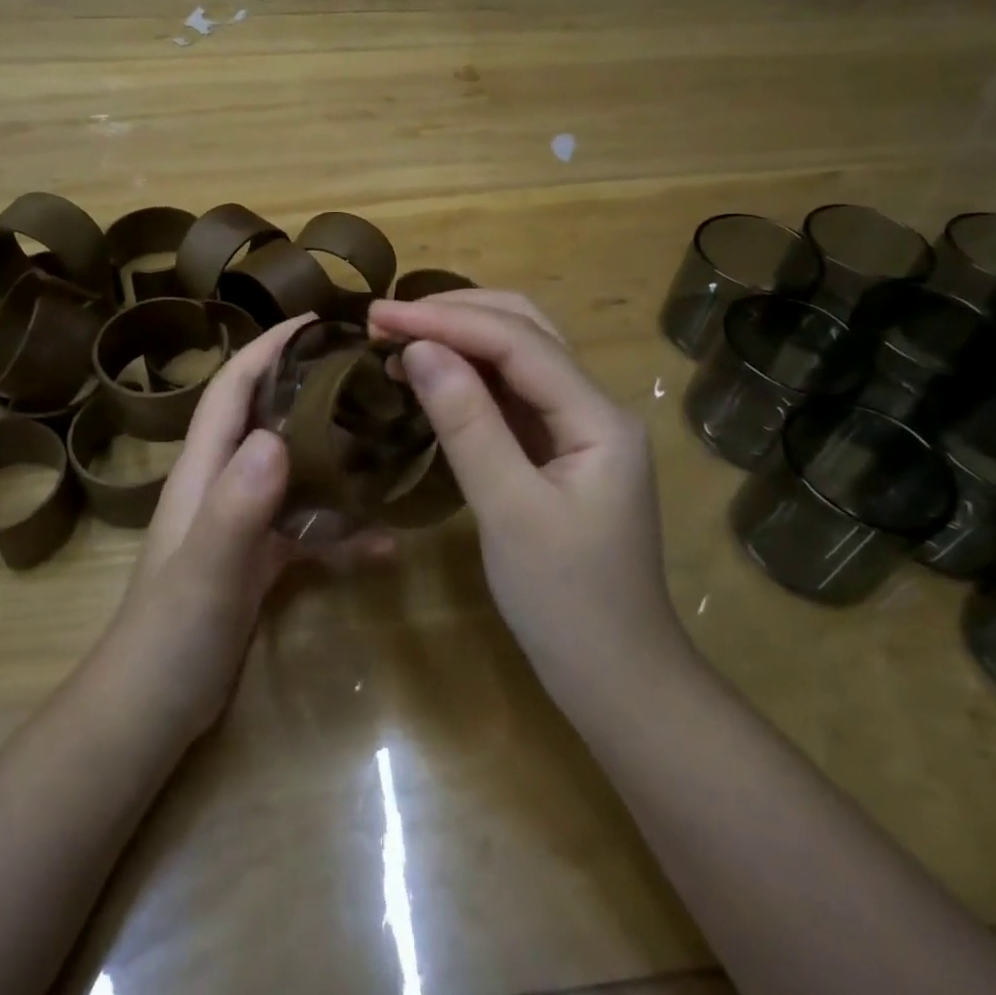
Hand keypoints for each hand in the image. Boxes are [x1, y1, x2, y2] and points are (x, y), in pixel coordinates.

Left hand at [101, 314, 387, 743]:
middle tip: (370, 372)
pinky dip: (340, 528)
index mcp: (203, 471)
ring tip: (389, 439)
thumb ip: (236, 505)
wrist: (149, 714)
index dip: (268, 347)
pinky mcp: (258, 560)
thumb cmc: (170, 636)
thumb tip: (276, 438)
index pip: (233, 388)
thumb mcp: (207, 569)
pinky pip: (306, 528)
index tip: (317, 320)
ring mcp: (241, 523)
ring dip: (333, 454)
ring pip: (293, 470)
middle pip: (268, 417)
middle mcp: (222, 484)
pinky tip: (383, 544)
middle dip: (310, 386)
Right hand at [369, 291, 685, 695]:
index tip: (379, 316)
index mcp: (598, 417)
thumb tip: (419, 350)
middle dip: (456, 315)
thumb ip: (467, 424)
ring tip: (399, 339)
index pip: (518, 342)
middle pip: (527, 331)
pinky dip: (468, 377)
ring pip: (519, 358)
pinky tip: (431, 377)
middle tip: (387, 320)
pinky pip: (512, 395)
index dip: (446, 321)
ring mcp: (578, 428)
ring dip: (460, 339)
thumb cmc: (566, 603)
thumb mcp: (509, 511)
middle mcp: (594, 407)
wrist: (616, 678)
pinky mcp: (558, 451)